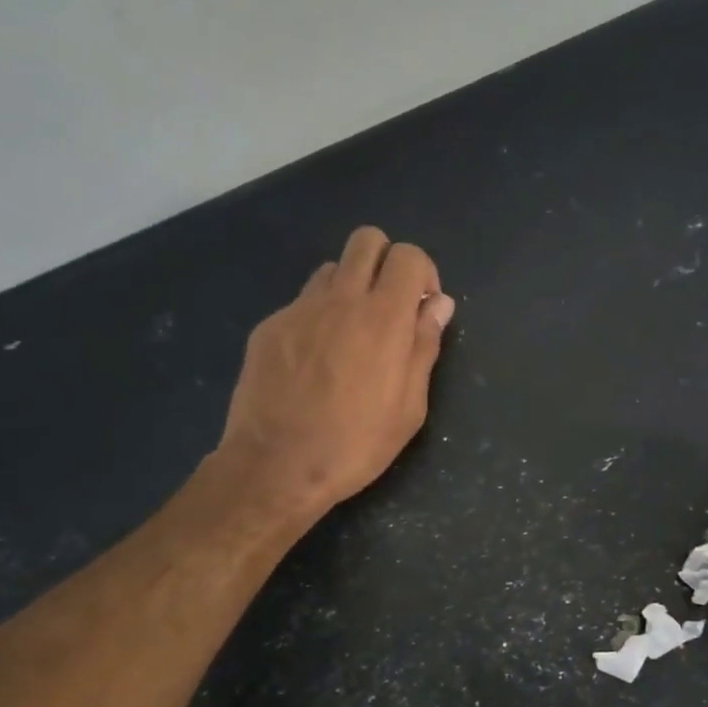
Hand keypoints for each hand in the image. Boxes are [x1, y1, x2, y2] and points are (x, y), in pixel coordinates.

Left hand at [211, 227, 453, 517]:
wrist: (276, 466)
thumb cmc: (356, 444)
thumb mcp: (410, 407)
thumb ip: (425, 346)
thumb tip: (438, 304)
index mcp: (383, 318)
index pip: (408, 255)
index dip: (422, 274)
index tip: (422, 309)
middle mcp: (340, 299)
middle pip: (367, 240)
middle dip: (386, 263)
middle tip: (389, 308)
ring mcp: (299, 310)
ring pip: (332, 269)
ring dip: (351, 289)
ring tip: (351, 336)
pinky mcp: (269, 327)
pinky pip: (302, 303)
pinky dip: (318, 317)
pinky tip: (315, 362)